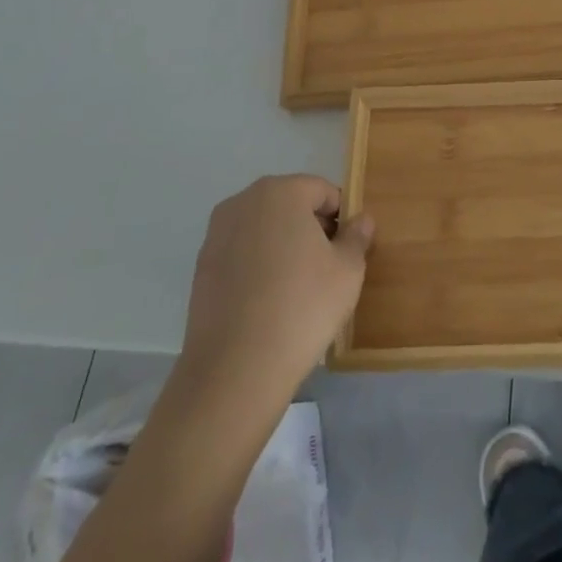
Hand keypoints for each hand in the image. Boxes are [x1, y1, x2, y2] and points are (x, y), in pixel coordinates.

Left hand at [177, 175, 372, 404]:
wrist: (236, 370)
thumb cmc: (303, 306)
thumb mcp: (348, 270)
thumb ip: (357, 237)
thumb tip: (361, 220)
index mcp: (281, 192)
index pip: (323, 191)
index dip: (341, 217)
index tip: (348, 249)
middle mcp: (243, 203)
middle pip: (290, 204)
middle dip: (311, 227)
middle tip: (327, 267)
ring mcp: (216, 236)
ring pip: (264, 229)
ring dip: (283, 246)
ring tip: (298, 287)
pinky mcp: (200, 269)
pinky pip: (241, 255)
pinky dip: (258, 267)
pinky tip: (269, 301)